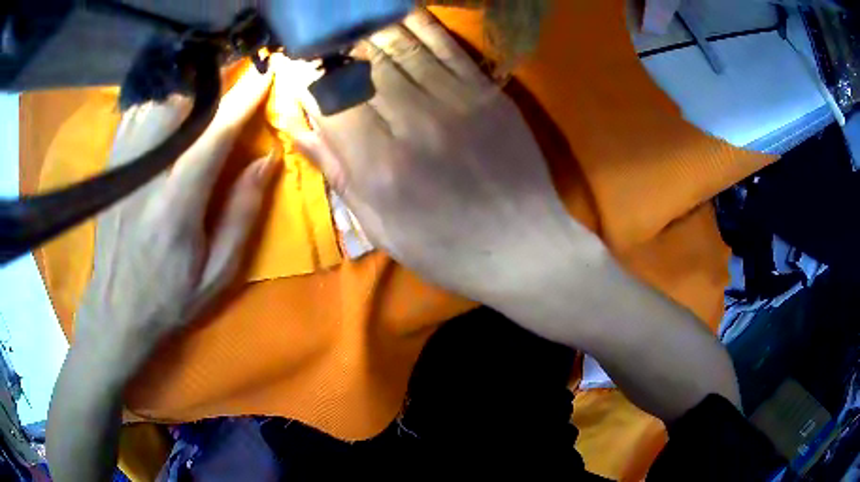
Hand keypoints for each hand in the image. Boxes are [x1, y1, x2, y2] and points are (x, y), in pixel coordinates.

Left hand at [75, 66, 276, 377]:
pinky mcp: (110, 169)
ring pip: (155, 105)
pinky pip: (135, 116)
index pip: (212, 138)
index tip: (265, 75)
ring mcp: (121, 170)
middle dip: (212, 90)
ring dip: (185, 98)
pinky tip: (168, 116)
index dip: (242, 102)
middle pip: (180, 108)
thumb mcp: (218, 274)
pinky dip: (157, 106)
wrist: (116, 312)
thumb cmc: (170, 299)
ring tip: (201, 104)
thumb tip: (266, 160)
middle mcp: (144, 178)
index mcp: (175, 208)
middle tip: (233, 86)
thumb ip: (241, 215)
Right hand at [288, 11, 602, 304]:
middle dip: (334, 48)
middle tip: (321, 40)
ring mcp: (455, 101)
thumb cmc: (446, 249)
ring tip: (349, 23)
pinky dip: (417, 24)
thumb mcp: (381, 228)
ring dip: (368, 30)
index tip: (297, 69)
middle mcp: (413, 123)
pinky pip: (445, 46)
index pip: (329, 100)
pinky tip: (395, 13)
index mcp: (379, 166)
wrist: (523, 247)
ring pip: (399, 46)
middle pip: (361, 65)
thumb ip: (338, 173)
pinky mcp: (487, 92)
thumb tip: (299, 128)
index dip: (307, 78)